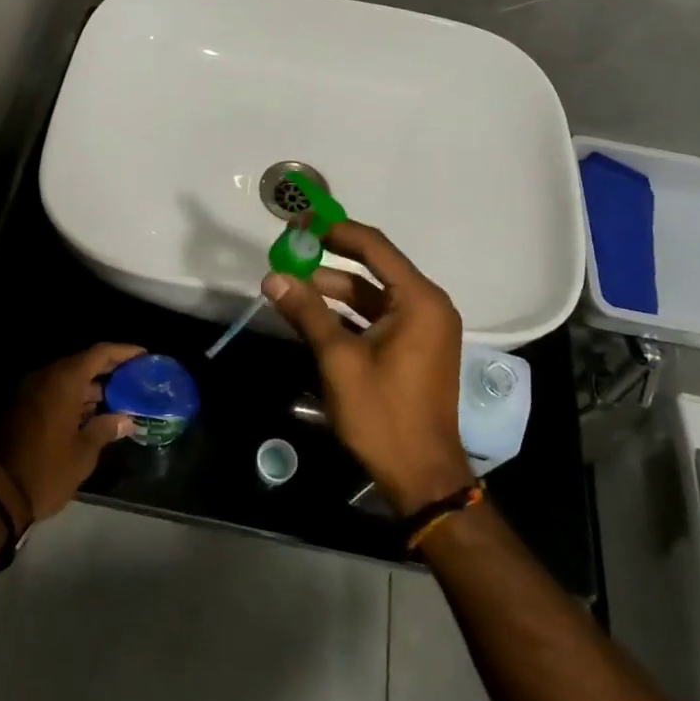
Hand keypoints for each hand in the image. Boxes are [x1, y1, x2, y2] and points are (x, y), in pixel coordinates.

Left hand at [0, 343, 140, 521]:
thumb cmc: (46, 470)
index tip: (144, 356)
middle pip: (83, 363)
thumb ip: (106, 429)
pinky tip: (92, 415)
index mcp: (63, 381)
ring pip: (67, 379)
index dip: (123, 352)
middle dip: (109, 370)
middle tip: (134, 378)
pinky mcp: (22, 408)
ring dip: (91, 386)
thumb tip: (127, 420)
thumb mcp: (83, 453)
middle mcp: (46, 378)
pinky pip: (54, 392)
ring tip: (119, 399)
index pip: (99, 353)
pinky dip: (74, 398)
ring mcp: (31, 392)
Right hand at [261, 222, 475, 515]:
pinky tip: (312, 316)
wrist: (421, 477)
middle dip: (329, 260)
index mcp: (419, 300)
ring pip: (372, 295)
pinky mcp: (414, 348)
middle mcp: (427, 305)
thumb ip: (307, 312)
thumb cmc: (383, 414)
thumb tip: (272, 276)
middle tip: (289, 251)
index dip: (334, 230)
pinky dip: (347, 314)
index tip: (299, 223)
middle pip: (373, 267)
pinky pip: (377, 317)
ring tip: (291, 287)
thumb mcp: (339, 359)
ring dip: (333, 290)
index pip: (374, 246)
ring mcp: (422, 328)